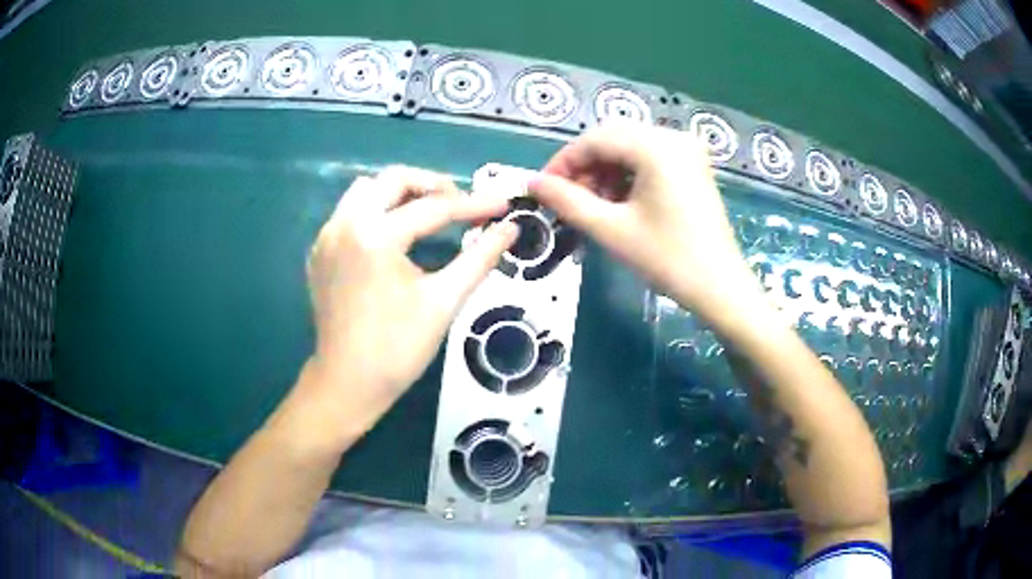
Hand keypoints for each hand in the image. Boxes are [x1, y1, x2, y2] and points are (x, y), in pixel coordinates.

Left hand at [302, 166, 516, 431]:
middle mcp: (345, 224)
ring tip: (428, 215)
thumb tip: (510, 229)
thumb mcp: (444, 302)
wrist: (347, 384)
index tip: (503, 204)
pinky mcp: (320, 251)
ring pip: (366, 190)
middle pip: (393, 180)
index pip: (434, 208)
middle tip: (461, 206)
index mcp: (375, 236)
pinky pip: (349, 213)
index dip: (474, 205)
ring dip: (400, 194)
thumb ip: (479, 258)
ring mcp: (327, 236)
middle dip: (433, 186)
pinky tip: (394, 237)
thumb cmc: (397, 349)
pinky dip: (376, 212)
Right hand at [528, 122, 761, 318]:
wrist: (719, 286)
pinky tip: (618, 199)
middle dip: (584, 165)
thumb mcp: (611, 229)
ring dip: (605, 169)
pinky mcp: (693, 164)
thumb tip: (532, 183)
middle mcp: (672, 136)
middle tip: (566, 198)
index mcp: (655, 146)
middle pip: (612, 137)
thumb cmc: (667, 259)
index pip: (594, 140)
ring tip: (592, 204)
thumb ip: (567, 201)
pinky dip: (627, 172)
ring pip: (630, 145)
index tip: (542, 188)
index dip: (563, 162)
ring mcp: (687, 148)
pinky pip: (649, 156)